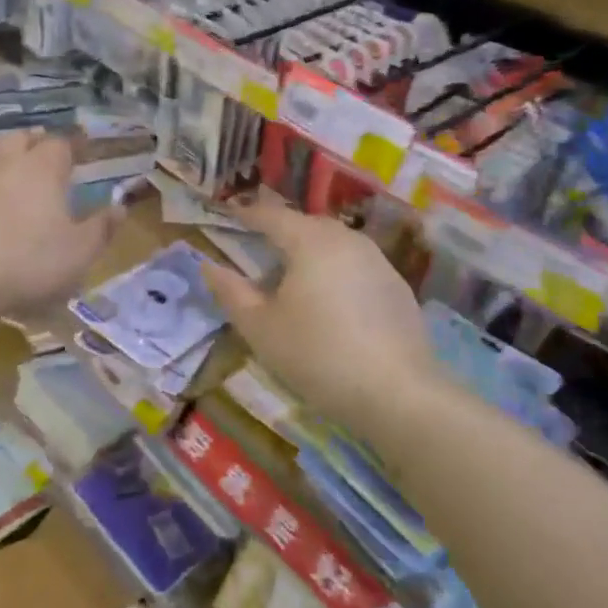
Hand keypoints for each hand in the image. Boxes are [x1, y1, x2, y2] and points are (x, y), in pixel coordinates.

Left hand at [0, 130, 119, 322]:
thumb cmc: (27, 265)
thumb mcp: (79, 253)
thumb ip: (102, 228)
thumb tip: (121, 206)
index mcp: (42, 168)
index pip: (62, 144)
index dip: (74, 147)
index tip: (81, 154)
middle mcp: (4, 158)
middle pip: (22, 137)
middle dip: (36, 143)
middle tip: (45, 155)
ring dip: (0, 147)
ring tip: (7, 156)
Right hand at [201, 200, 438, 435]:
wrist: (399, 394)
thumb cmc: (319, 355)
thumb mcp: (261, 328)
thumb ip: (231, 292)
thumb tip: (207, 264)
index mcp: (310, 240)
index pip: (271, 215)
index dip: (246, 214)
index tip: (228, 214)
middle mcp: (346, 239)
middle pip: (305, 224)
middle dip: (279, 231)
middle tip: (257, 246)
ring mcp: (377, 261)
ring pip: (334, 243)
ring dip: (309, 251)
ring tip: (291, 275)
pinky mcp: (397, 287)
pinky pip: (355, 265)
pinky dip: (334, 271)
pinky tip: (329, 301)